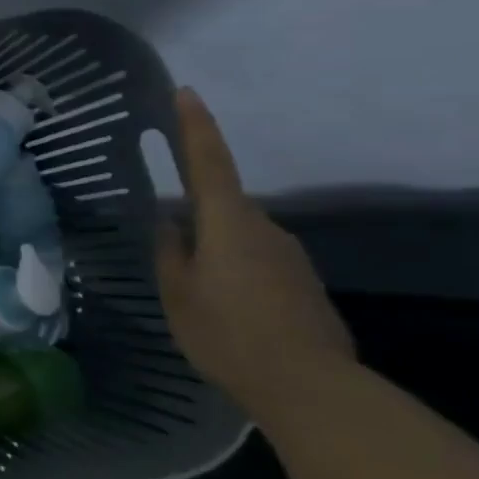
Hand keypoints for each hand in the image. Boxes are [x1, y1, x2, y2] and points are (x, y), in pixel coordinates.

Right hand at [156, 88, 357, 414]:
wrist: (310, 386)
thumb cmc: (227, 332)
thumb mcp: (176, 293)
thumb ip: (170, 252)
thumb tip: (170, 225)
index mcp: (227, 223)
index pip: (209, 162)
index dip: (195, 126)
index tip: (186, 92)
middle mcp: (265, 228)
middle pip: (222, 206)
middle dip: (195, 216)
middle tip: (169, 247)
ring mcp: (290, 256)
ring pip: (239, 237)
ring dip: (215, 250)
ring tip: (196, 292)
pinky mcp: (304, 283)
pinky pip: (258, 262)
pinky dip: (237, 273)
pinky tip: (226, 309)